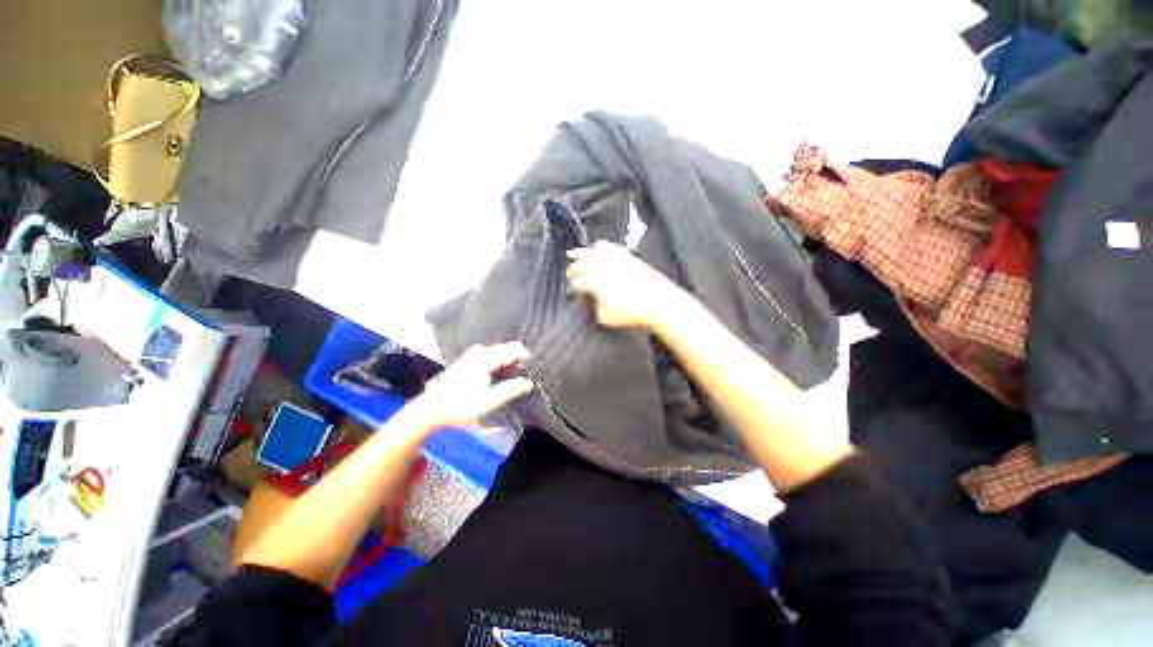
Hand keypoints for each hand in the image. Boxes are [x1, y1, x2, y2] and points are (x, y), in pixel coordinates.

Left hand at [408, 342, 534, 428]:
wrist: (430, 409)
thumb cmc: (459, 406)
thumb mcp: (487, 401)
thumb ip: (510, 390)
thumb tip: (529, 383)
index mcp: (485, 357)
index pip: (514, 349)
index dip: (527, 358)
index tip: (534, 371)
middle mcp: (480, 351)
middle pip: (507, 350)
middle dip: (519, 362)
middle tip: (524, 379)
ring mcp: (473, 355)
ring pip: (500, 354)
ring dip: (509, 365)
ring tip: (514, 381)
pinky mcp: (469, 361)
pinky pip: (492, 358)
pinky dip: (500, 367)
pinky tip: (501, 380)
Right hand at [566, 241, 688, 329]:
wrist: (658, 301)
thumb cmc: (631, 311)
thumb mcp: (604, 316)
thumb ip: (592, 307)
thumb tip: (589, 301)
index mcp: (591, 280)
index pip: (575, 282)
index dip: (570, 288)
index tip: (570, 292)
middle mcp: (600, 265)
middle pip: (579, 265)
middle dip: (572, 270)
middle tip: (568, 275)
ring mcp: (613, 258)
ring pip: (591, 252)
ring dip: (580, 253)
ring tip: (572, 253)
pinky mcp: (626, 256)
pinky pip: (610, 247)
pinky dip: (601, 246)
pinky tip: (598, 245)